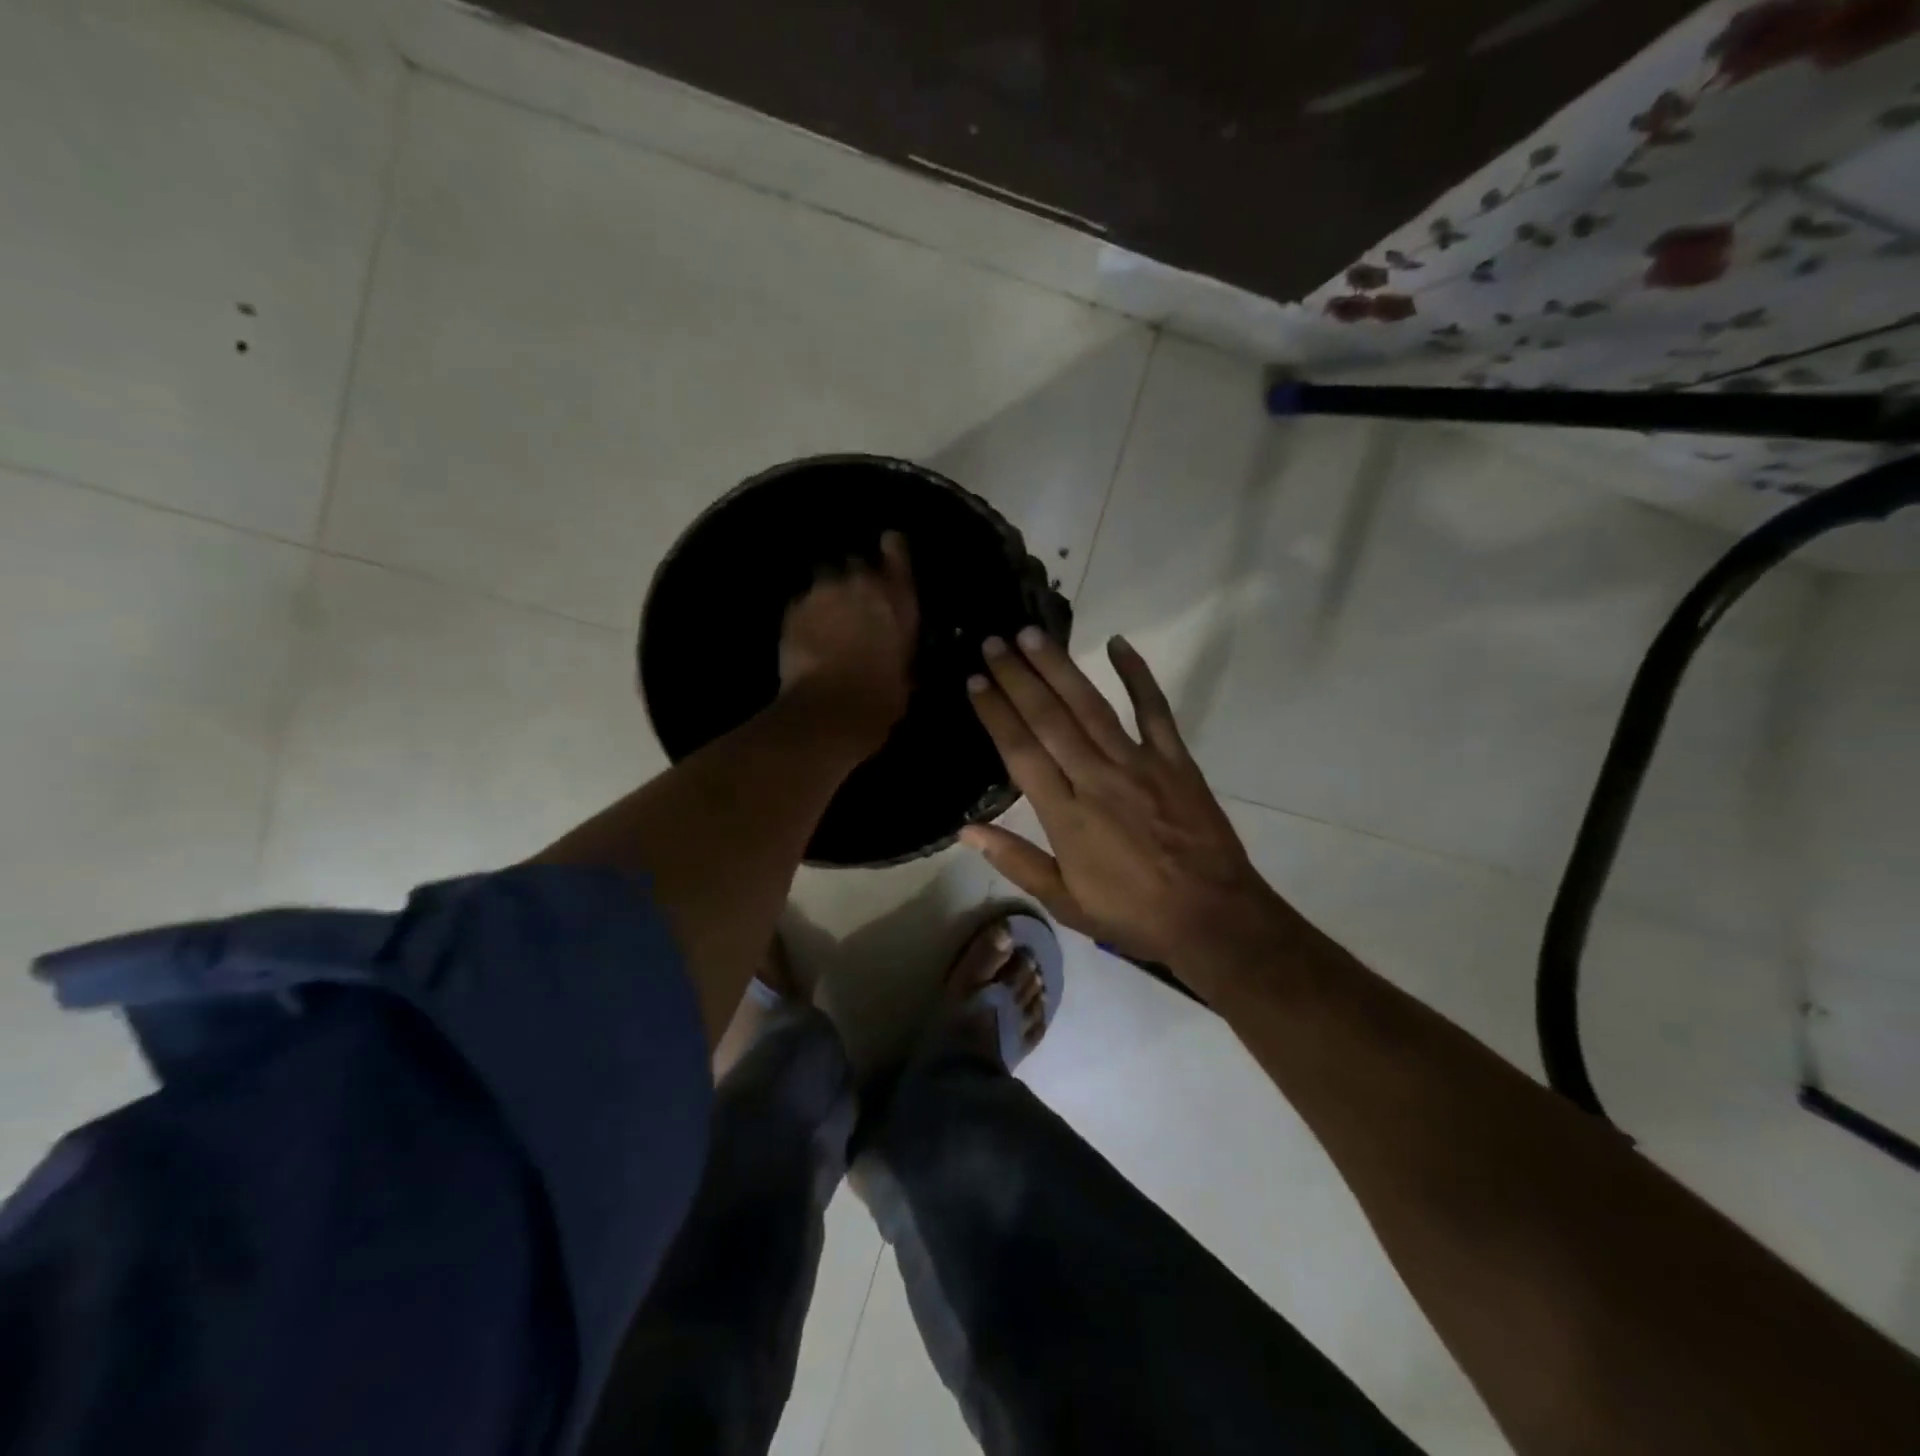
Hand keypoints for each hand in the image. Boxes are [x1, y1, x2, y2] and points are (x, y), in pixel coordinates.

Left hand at [778, 531, 918, 746]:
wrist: (832, 708)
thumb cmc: (882, 697)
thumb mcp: (906, 674)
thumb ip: (901, 651)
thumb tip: (898, 656)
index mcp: (898, 598)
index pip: (897, 550)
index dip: (892, 548)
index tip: (888, 547)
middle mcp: (861, 584)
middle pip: (855, 562)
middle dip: (854, 578)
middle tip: (853, 602)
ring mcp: (823, 593)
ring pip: (824, 578)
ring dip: (827, 593)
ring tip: (826, 617)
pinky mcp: (793, 609)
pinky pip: (801, 602)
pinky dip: (805, 614)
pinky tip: (806, 634)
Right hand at [960, 629, 1292, 981]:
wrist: (1212, 918)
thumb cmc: (1132, 914)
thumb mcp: (1064, 901)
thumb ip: (1016, 861)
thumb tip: (966, 830)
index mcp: (1066, 815)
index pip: (1020, 752)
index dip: (995, 713)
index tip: (975, 681)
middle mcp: (1096, 778)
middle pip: (1049, 718)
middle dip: (1017, 677)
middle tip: (993, 642)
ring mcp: (1138, 764)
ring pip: (1090, 706)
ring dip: (1059, 668)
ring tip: (1032, 635)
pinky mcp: (1174, 760)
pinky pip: (1154, 709)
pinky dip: (1137, 675)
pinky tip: (1118, 643)